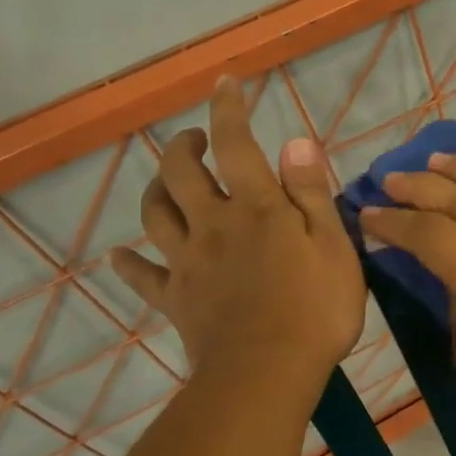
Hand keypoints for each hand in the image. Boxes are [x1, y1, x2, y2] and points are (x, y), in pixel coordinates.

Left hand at [110, 77, 365, 391]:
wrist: (268, 373)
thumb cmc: (315, 308)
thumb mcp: (333, 245)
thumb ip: (311, 192)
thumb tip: (295, 140)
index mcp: (256, 207)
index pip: (236, 145)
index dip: (227, 109)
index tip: (224, 83)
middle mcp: (214, 224)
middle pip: (182, 173)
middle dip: (184, 145)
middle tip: (194, 138)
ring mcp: (188, 262)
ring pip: (155, 214)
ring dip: (156, 189)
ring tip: (166, 181)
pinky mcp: (175, 299)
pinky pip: (143, 277)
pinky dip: (129, 264)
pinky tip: (122, 256)